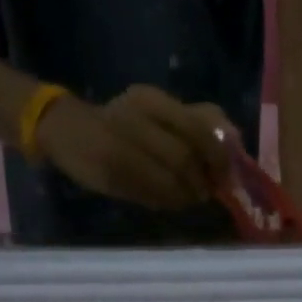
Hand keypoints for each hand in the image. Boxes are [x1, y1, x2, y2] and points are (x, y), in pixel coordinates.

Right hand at [35, 86, 234, 210]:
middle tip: (206, 192)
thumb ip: (195, 121)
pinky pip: (149, 192)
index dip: (217, 155)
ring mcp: (121, 143)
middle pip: (185, 156)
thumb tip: (236, 136)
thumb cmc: (120, 125)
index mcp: (152, 99)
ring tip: (188, 198)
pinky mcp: (111, 169)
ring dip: (185, 195)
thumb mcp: (158, 114)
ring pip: (169, 177)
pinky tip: (167, 201)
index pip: (197, 127)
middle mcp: (136, 115)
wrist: (66, 130)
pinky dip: (165, 201)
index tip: (225, 173)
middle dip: (201, 181)